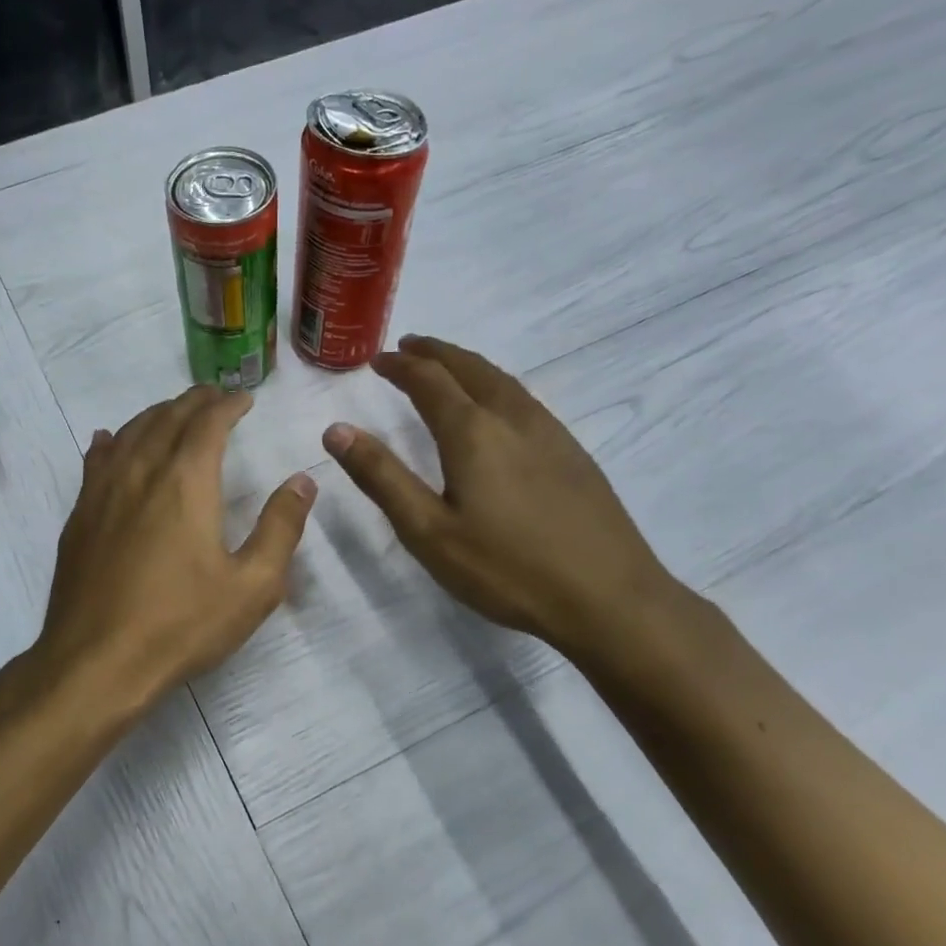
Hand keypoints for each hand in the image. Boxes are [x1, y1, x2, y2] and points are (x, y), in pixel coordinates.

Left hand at [35, 387, 316, 711]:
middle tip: (215, 398)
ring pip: (129, 433)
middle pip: (167, 418)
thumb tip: (302, 481)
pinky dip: (111, 441)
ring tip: (173, 413)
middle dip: (194, 402)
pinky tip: (110, 440)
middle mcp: (140, 472)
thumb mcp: (252, 586)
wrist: (97, 662)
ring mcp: (102, 493)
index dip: (228, 405)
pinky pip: (95, 461)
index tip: (244, 399)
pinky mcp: (78, 517)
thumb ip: (281, 528)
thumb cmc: (181, 625)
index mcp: (185, 482)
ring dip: (155, 415)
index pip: (208, 423)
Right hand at [323, 335, 677, 659]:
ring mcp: (551, 433)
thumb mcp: (428, 531)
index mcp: (473, 432)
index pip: (429, 380)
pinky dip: (496, 386)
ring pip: (503, 381)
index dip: (400, 366)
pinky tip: (498, 409)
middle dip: (435, 353)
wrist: (608, 597)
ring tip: (448, 368)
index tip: (376, 359)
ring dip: (468, 365)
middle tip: (409, 347)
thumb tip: (336, 430)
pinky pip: (525, 400)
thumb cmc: (506, 569)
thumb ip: (381, 477)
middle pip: (470, 368)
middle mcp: (513, 418)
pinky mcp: (574, 454)